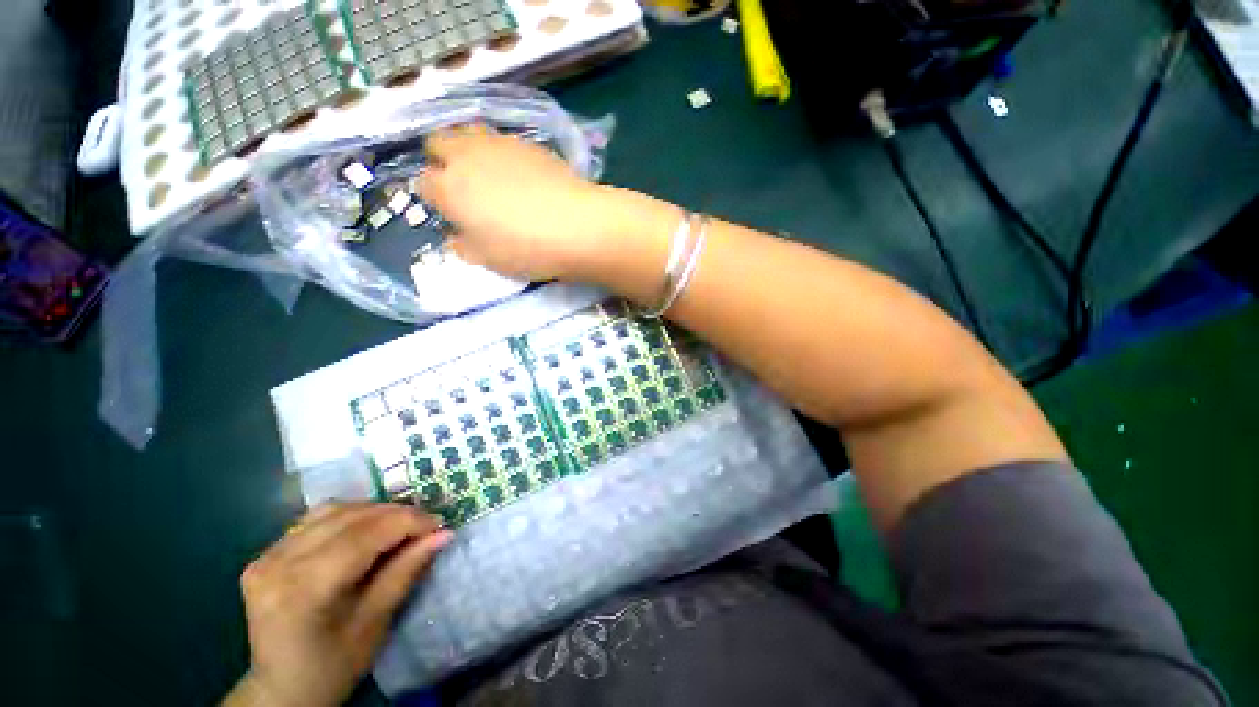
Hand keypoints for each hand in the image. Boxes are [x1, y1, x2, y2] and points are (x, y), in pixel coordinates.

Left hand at [222, 503, 452, 706]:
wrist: (280, 691)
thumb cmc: (333, 667)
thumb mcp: (375, 623)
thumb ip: (406, 571)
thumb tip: (444, 534)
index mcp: (304, 589)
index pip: (365, 535)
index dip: (408, 522)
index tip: (439, 524)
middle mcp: (278, 564)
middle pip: (350, 517)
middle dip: (395, 515)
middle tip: (424, 525)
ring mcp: (267, 556)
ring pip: (333, 510)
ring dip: (373, 512)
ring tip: (398, 526)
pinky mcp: (266, 555)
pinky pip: (315, 520)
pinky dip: (349, 518)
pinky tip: (365, 531)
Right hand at [416, 126, 623, 281]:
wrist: (577, 226)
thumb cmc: (526, 249)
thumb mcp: (488, 260)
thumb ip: (463, 247)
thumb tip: (454, 237)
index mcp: (449, 188)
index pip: (423, 183)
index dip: (433, 197)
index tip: (449, 212)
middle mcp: (467, 156)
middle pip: (438, 143)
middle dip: (442, 160)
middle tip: (463, 186)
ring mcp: (499, 144)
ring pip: (468, 131)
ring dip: (469, 148)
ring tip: (489, 173)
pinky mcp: (529, 142)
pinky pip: (502, 139)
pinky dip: (501, 152)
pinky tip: (521, 173)